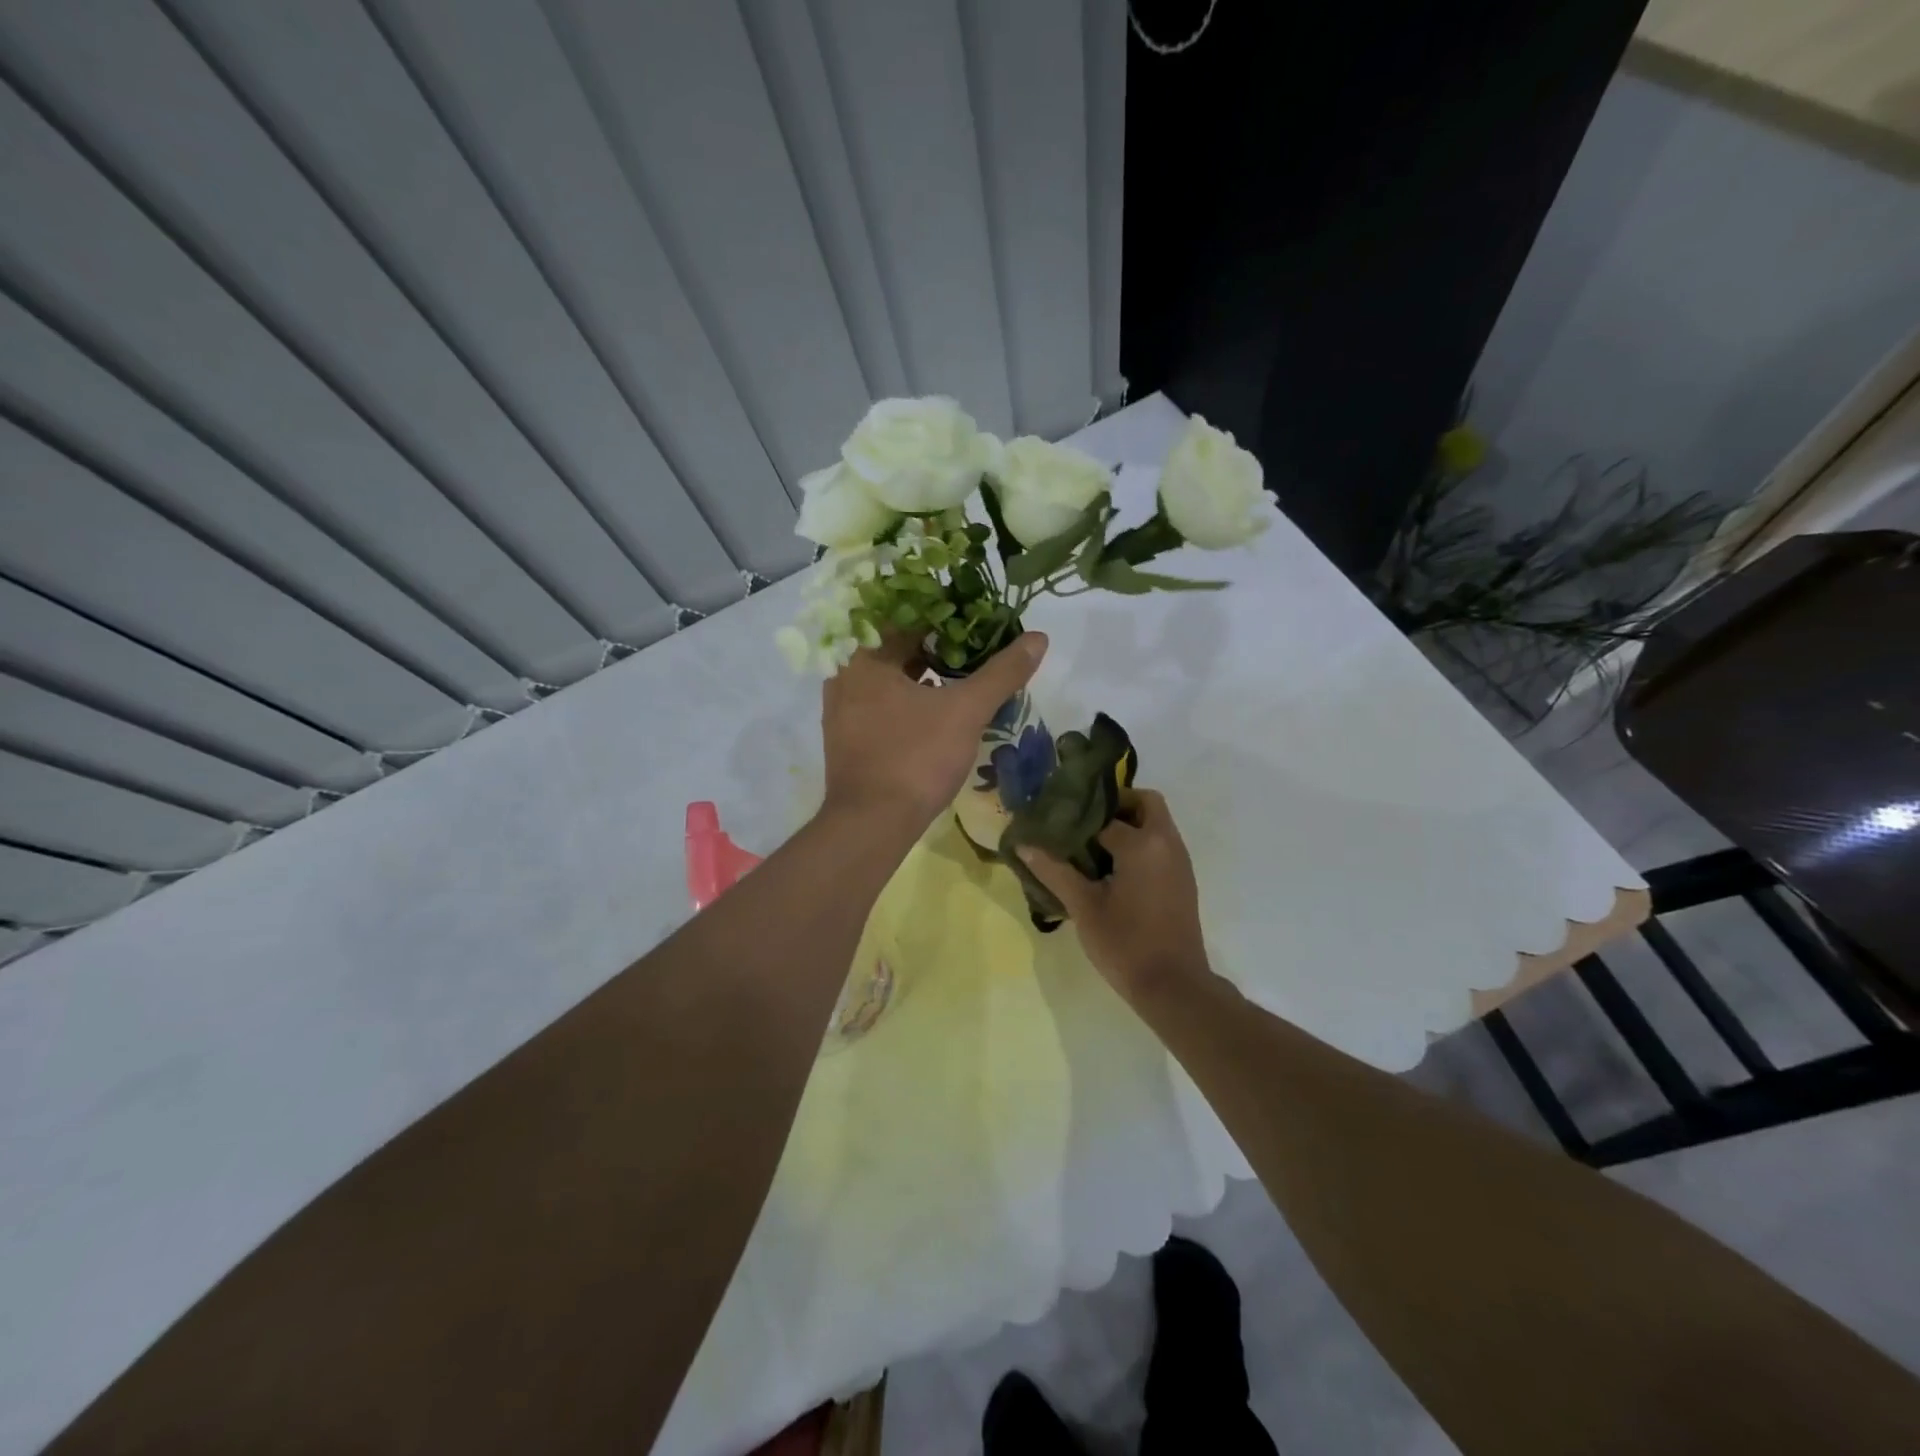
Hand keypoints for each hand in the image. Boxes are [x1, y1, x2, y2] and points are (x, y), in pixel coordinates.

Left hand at [820, 630, 1048, 832]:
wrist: (872, 825)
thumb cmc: (916, 757)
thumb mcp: (966, 711)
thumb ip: (1002, 672)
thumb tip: (1038, 638)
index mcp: (864, 658)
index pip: (905, 617)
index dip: (943, 614)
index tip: (975, 616)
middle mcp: (844, 677)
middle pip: (894, 646)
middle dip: (934, 643)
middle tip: (974, 642)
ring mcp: (841, 710)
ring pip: (888, 677)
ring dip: (921, 671)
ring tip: (960, 672)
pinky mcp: (848, 739)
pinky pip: (881, 703)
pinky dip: (908, 698)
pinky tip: (936, 709)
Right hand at [1019, 789, 1208, 1000]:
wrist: (1173, 986)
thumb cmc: (1126, 943)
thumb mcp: (1084, 907)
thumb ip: (1054, 871)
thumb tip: (1023, 845)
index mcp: (1143, 844)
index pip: (1105, 814)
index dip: (1078, 817)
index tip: (1056, 822)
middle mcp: (1167, 843)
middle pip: (1145, 803)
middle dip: (1115, 805)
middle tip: (1082, 823)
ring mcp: (1180, 861)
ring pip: (1155, 823)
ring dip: (1128, 824)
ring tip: (1090, 846)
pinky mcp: (1183, 879)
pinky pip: (1161, 844)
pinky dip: (1140, 843)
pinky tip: (1111, 870)